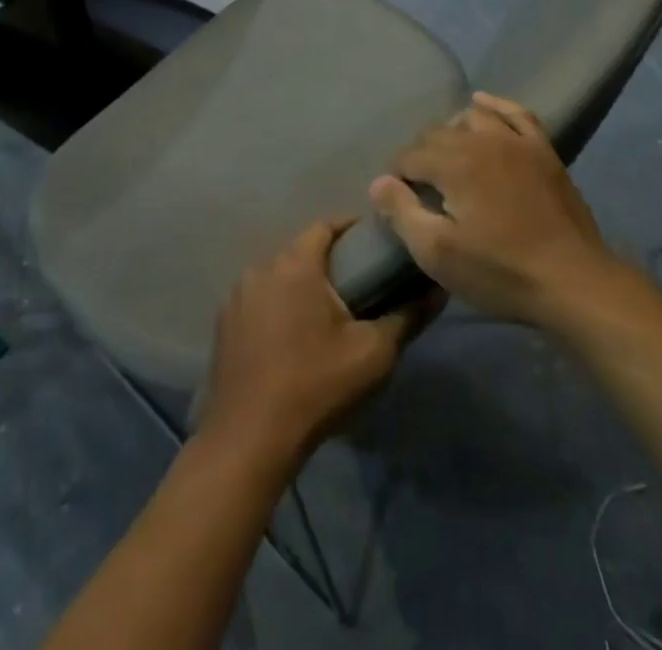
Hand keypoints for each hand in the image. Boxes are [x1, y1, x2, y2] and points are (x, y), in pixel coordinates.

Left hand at [199, 219, 438, 467]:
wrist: (250, 436)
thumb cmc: (316, 385)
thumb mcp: (373, 354)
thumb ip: (407, 316)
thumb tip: (437, 290)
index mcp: (295, 264)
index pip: (325, 226)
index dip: (351, 228)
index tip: (374, 242)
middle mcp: (261, 267)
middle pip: (300, 250)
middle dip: (329, 258)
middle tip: (359, 280)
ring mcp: (238, 294)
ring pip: (278, 274)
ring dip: (302, 283)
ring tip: (329, 309)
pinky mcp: (224, 322)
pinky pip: (259, 299)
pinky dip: (278, 304)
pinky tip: (294, 334)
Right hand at [368, 92, 614, 328]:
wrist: (575, 282)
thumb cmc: (501, 271)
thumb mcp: (439, 254)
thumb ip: (402, 213)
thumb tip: (379, 182)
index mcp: (454, 164)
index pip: (410, 156)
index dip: (398, 176)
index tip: (398, 199)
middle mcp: (482, 140)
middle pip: (437, 133)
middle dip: (421, 154)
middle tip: (420, 186)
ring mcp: (517, 141)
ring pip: (473, 117)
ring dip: (454, 130)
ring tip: (449, 155)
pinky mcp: (544, 151)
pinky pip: (517, 113)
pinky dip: (496, 105)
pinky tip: (483, 105)